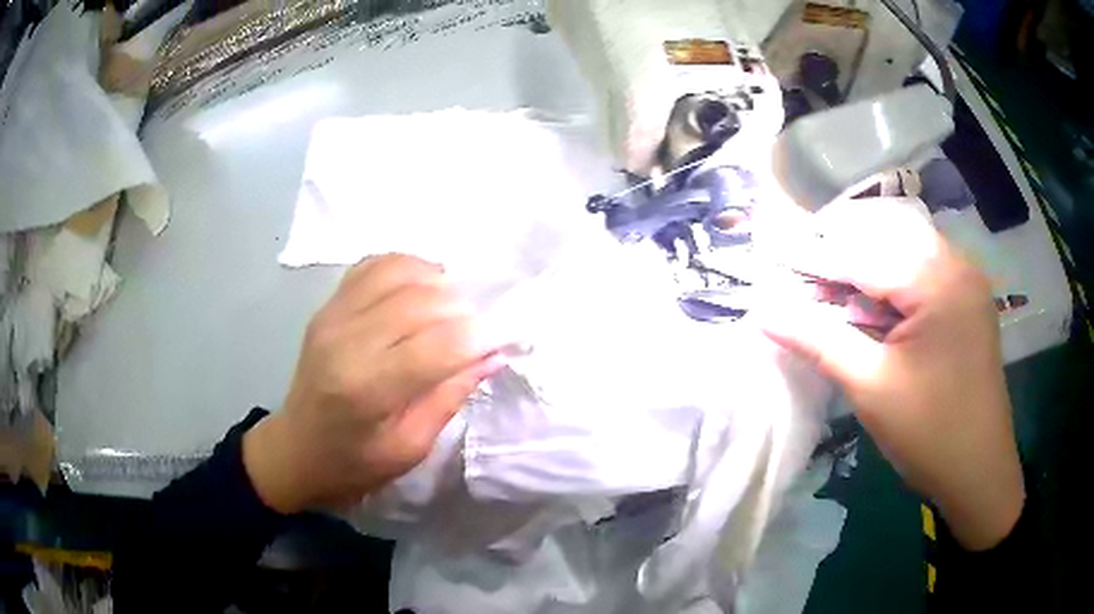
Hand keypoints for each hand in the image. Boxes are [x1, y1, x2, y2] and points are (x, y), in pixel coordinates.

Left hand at [243, 255, 501, 513]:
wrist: (297, 448)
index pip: (438, 346)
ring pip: (400, 271)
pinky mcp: (329, 304)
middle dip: (465, 309)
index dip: (481, 336)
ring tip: (453, 308)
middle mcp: (347, 341)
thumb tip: (493, 354)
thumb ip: (450, 396)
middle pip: (422, 300)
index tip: (506, 337)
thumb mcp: (410, 448)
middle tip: (480, 329)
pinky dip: (408, 268)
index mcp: (367, 389)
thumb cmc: (355, 463)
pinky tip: (422, 288)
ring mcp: (333, 315)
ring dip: (439, 283)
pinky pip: (375, 265)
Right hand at [761, 199, 1024, 550]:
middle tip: (805, 277)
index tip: (775, 259)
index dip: (817, 259)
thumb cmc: (930, 434)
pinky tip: (875, 308)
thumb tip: (765, 312)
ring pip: (907, 255)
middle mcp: (958, 266)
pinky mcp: (969, 304)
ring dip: (869, 270)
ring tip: (834, 292)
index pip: (866, 255)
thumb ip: (819, 341)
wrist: (979, 473)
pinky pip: (924, 276)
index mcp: (940, 280)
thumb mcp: (871, 388)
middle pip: (889, 242)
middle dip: (844, 256)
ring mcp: (968, 283)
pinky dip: (894, 285)